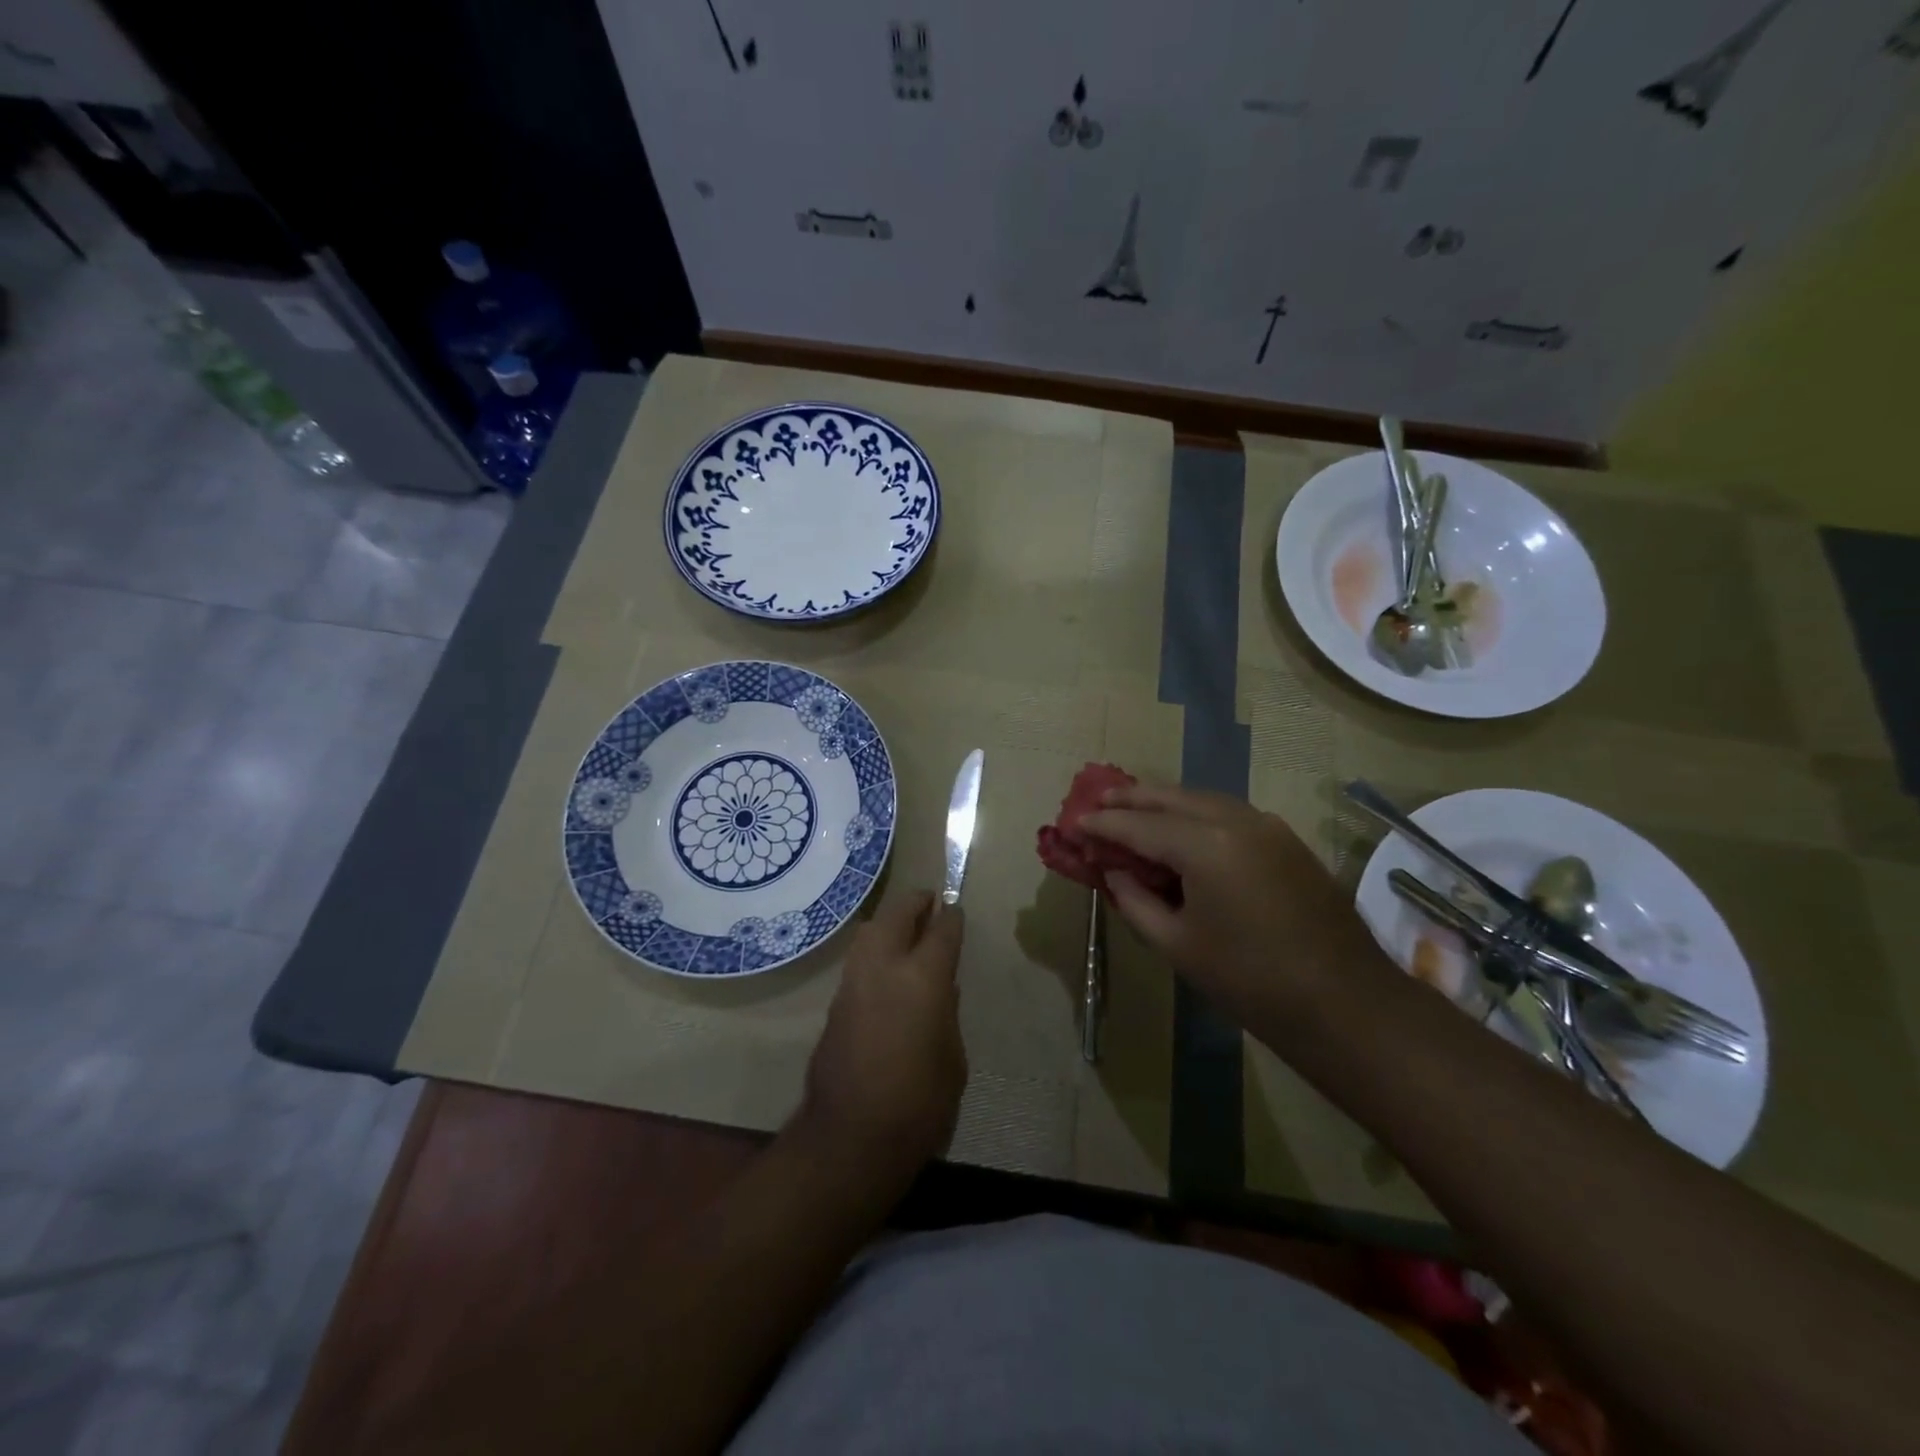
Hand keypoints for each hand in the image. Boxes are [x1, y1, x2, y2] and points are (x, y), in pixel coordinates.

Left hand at [798, 891, 966, 1181]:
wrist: (849, 1138)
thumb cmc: (919, 1105)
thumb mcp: (953, 1061)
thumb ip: (946, 1016)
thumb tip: (940, 991)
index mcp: (923, 978)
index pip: (941, 930)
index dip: (951, 918)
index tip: (955, 911)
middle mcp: (884, 967)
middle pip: (897, 914)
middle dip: (915, 902)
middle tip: (929, 901)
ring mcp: (854, 982)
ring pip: (870, 931)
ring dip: (889, 921)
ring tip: (905, 927)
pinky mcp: (835, 1003)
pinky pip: (858, 959)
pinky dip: (874, 948)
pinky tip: (885, 965)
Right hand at [1081, 783, 1392, 1028]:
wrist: (1344, 1002)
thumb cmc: (1250, 980)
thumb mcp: (1178, 944)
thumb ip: (1136, 900)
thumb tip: (1116, 872)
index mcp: (1205, 845)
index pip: (1140, 825)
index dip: (1103, 825)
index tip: (1074, 823)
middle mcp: (1236, 820)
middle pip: (1171, 797)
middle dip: (1132, 797)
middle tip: (1098, 801)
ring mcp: (1267, 826)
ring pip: (1202, 799)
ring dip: (1165, 801)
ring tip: (1133, 807)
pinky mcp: (1285, 839)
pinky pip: (1228, 813)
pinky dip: (1195, 813)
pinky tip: (1181, 828)